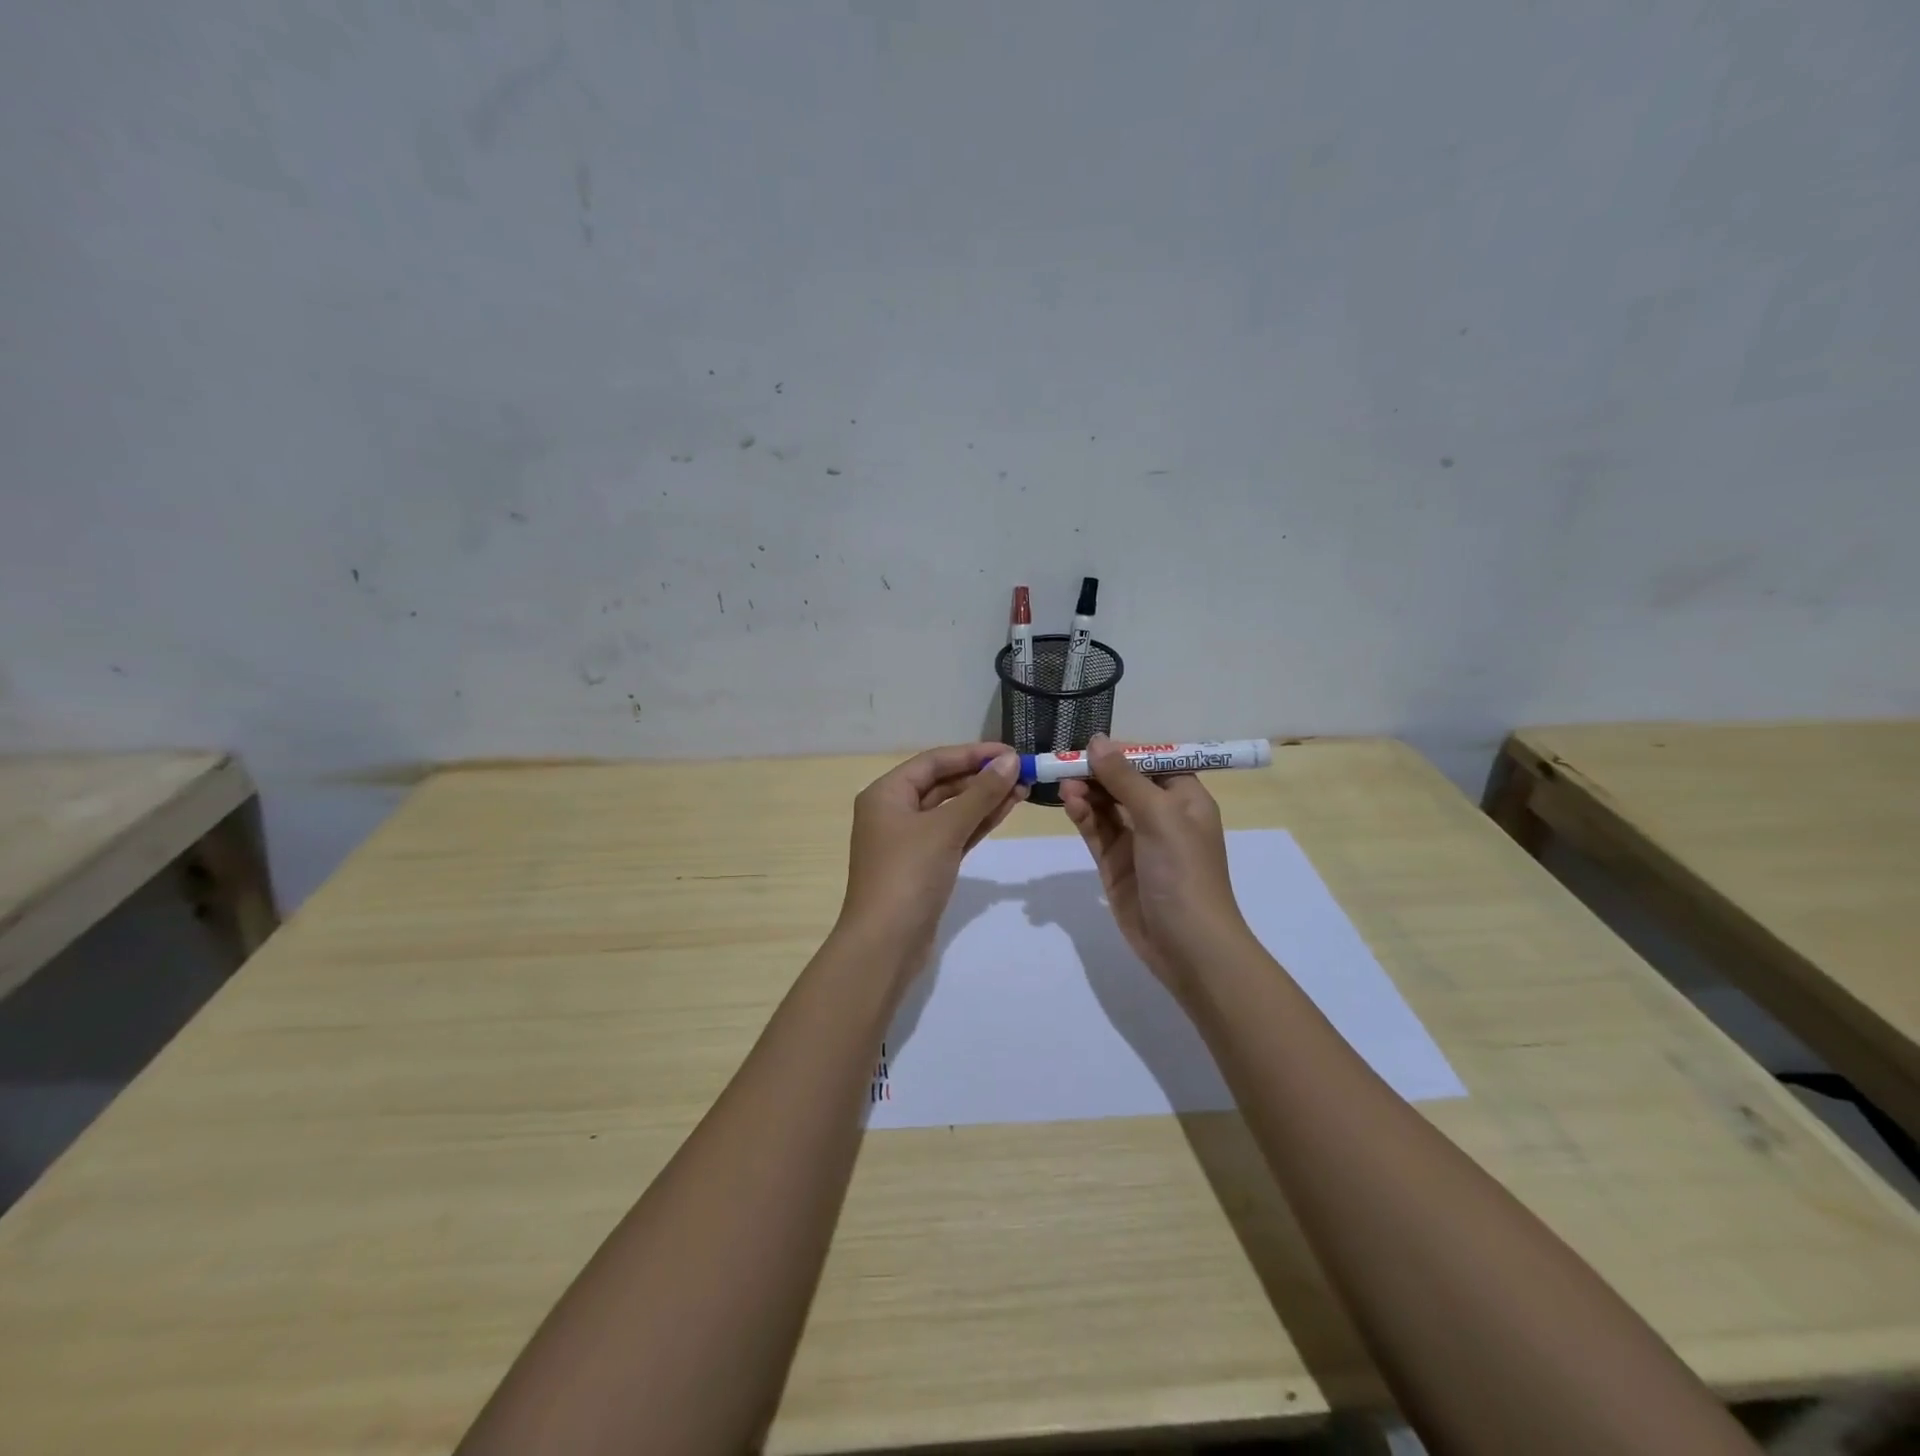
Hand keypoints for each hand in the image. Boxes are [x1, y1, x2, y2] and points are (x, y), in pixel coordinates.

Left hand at [840, 743, 1026, 972]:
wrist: (885, 944)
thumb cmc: (908, 875)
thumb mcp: (945, 829)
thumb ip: (980, 794)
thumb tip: (1011, 761)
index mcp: (886, 794)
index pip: (933, 762)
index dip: (973, 754)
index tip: (1011, 752)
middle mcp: (894, 811)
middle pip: (942, 783)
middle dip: (982, 777)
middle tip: (1023, 771)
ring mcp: (909, 840)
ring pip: (951, 810)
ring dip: (984, 799)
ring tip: (1023, 787)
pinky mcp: (925, 865)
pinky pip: (954, 833)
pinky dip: (978, 822)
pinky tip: (1006, 809)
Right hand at [1059, 735, 1252, 996]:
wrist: (1187, 945)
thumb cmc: (1183, 871)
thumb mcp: (1158, 815)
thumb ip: (1125, 778)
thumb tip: (1097, 740)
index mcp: (1185, 798)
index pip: (1152, 762)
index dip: (1123, 751)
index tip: (1091, 744)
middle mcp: (1162, 815)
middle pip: (1125, 782)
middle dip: (1098, 772)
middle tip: (1065, 764)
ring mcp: (1137, 841)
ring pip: (1107, 805)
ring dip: (1087, 792)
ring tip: (1064, 785)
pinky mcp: (1115, 864)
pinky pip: (1097, 831)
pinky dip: (1083, 815)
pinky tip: (1069, 803)